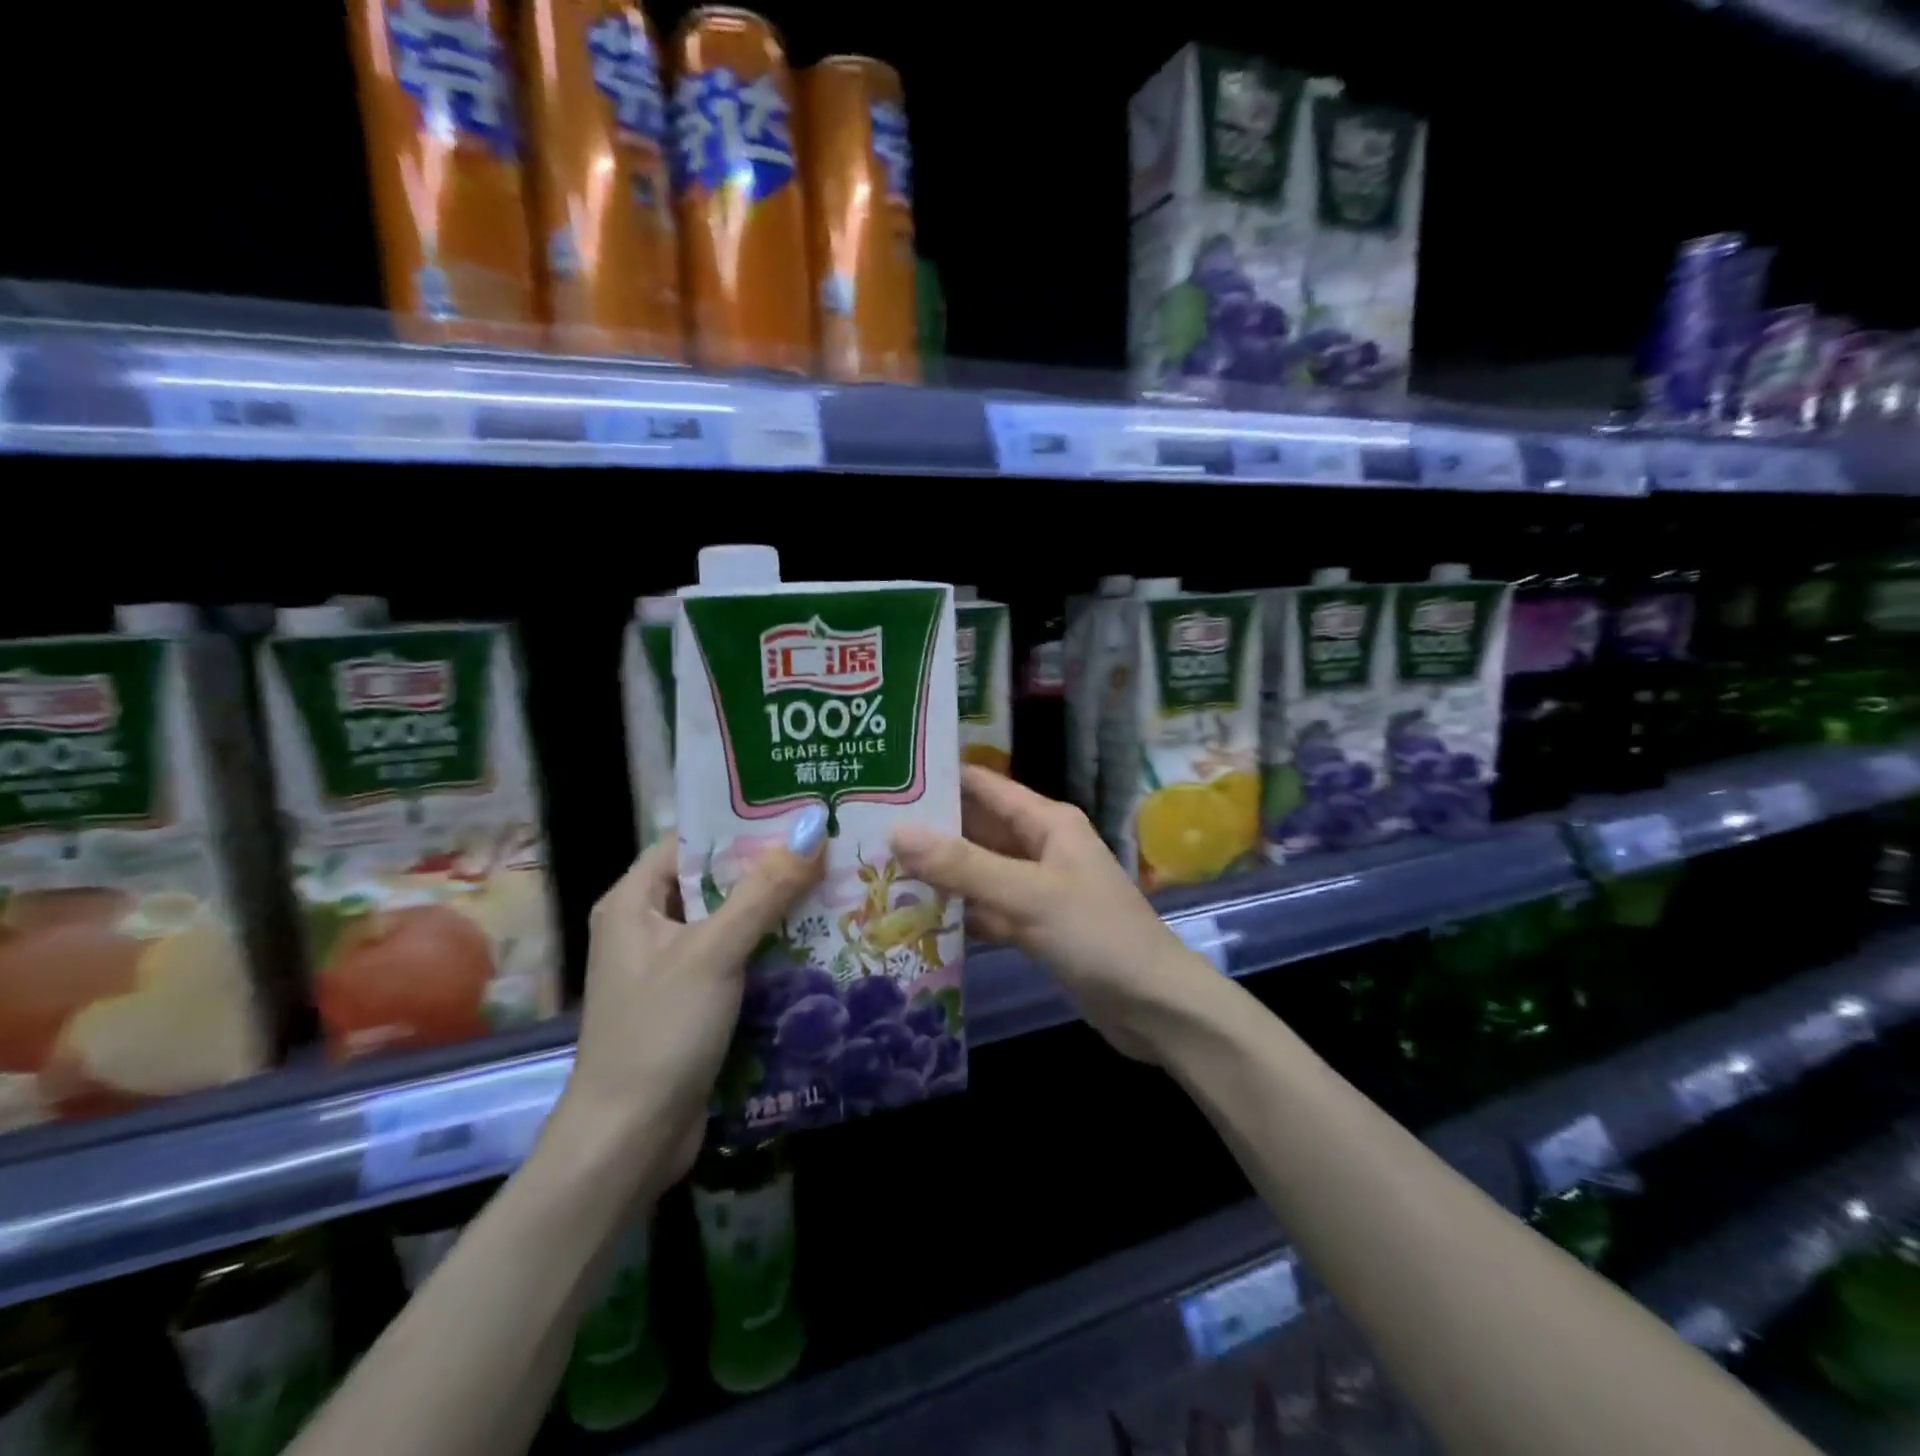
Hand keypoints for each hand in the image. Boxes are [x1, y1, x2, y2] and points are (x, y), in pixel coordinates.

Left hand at [558, 828, 823, 1191]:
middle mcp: (648, 926)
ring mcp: (671, 967)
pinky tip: (818, 938)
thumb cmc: (660, 1031)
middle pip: (715, 880)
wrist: (629, 1142)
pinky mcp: (692, 1001)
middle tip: (831, 845)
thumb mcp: (715, 951)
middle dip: (770, 866)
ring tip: (837, 882)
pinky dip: (770, 947)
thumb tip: (814, 826)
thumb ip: (765, 889)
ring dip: (776, 908)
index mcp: (634, 901)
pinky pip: (736, 957)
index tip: (799, 811)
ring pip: (730, 920)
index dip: (741, 823)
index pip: (691, 841)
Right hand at [891, 768, 1215, 1062]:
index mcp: (1047, 822)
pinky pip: (987, 908)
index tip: (885, 779)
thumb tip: (898, 831)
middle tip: (865, 829)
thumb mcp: (1028, 894)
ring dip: (937, 873)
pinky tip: (913, 916)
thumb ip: (963, 865)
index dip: (939, 779)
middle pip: (976, 829)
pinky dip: (958, 911)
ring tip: (876, 869)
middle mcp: (1040, 847)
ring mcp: (1036, 888)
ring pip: (978, 871)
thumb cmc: (1097, 935)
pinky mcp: (1034, 926)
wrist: (1153, 1006)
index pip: (984, 786)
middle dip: (929, 829)